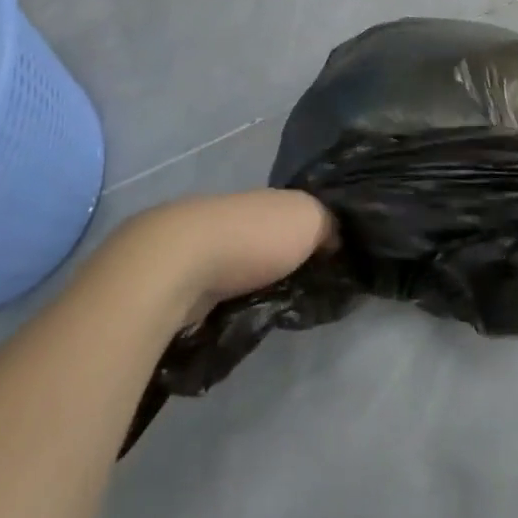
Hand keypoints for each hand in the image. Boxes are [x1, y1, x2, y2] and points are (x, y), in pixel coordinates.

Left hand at [117, 189, 334, 329]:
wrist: (181, 265)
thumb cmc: (252, 236)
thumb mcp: (309, 218)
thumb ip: (329, 224)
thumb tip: (335, 238)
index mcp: (265, 199)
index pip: (295, 213)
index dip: (314, 233)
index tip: (332, 261)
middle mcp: (235, 218)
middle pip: (268, 239)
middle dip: (283, 261)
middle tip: (309, 293)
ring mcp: (205, 249)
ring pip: (242, 266)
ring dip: (256, 284)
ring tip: (278, 312)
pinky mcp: (184, 282)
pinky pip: (220, 292)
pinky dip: (231, 302)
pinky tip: (242, 318)